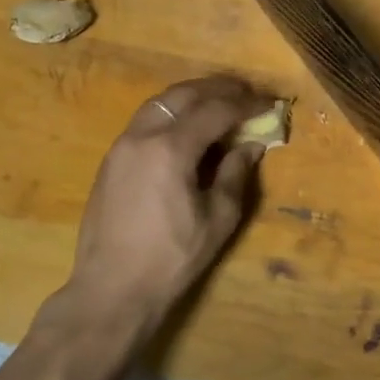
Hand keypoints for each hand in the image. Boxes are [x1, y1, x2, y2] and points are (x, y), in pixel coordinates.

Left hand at [62, 77, 269, 324]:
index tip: (268, 104)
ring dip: (192, 97)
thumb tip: (251, 145)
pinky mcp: (111, 160)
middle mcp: (141, 136)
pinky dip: (172, 113)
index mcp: (170, 149)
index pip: (215, 111)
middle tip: (246, 93)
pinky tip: (188, 128)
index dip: (245, 104)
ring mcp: (121, 146)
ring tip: (220, 103)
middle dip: (218, 89)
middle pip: (183, 95)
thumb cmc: (171, 259)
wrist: (111, 289)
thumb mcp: (217, 219)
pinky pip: (145, 121)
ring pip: (160, 103)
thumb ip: (236, 174)